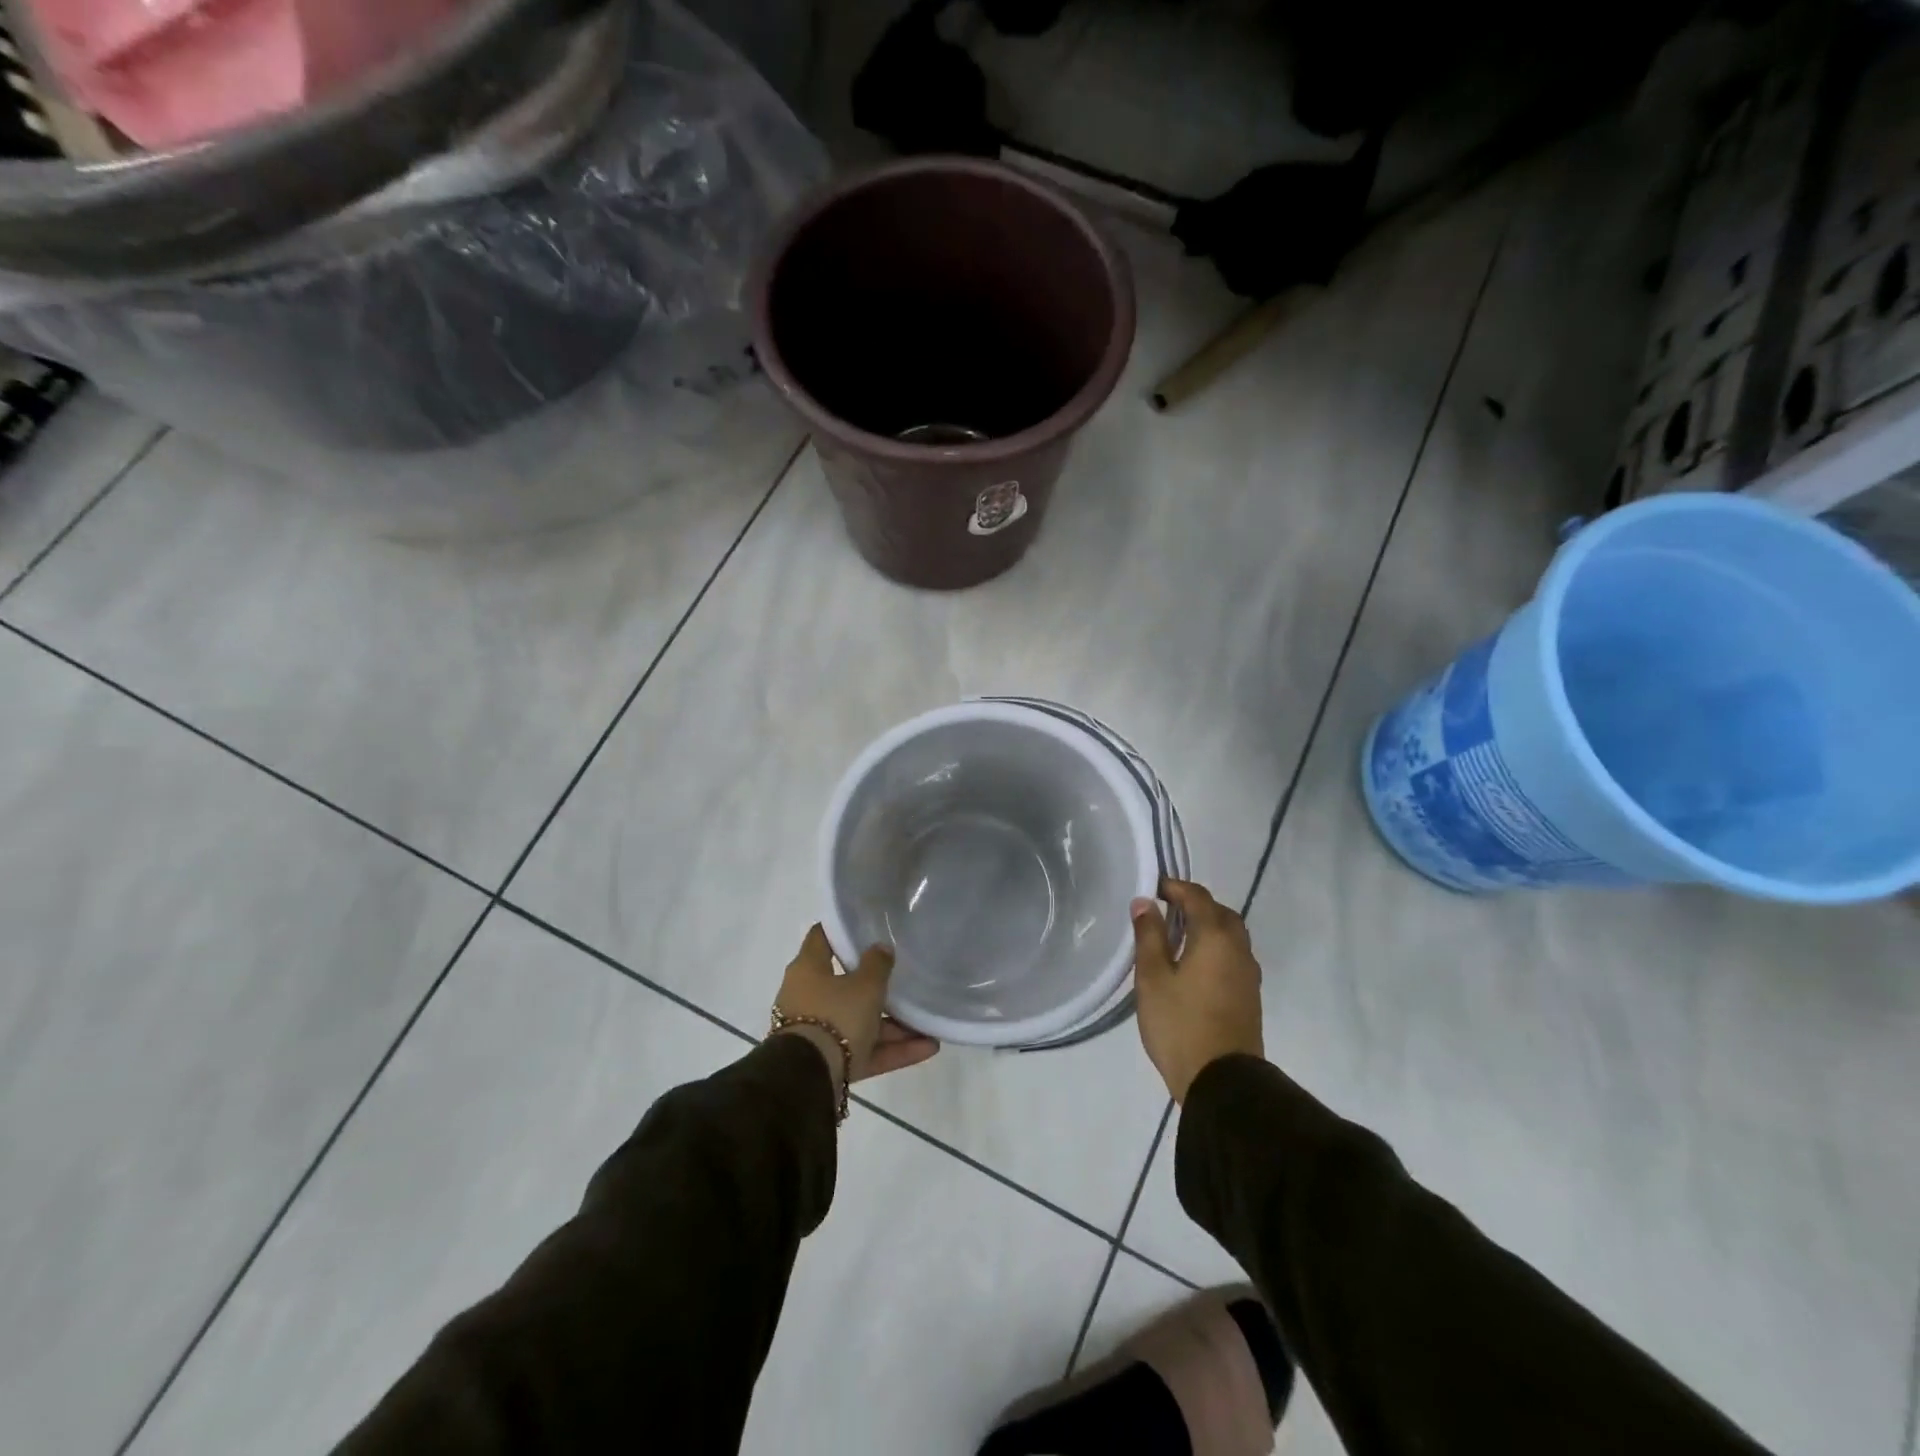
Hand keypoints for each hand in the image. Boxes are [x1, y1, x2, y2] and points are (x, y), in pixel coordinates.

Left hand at [774, 926, 939, 1093]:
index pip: (822, 938)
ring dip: (893, 1026)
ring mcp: (818, 1032)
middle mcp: (808, 997)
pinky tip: (928, 1048)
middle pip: (845, 985)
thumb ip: (877, 963)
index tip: (866, 926)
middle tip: (904, 978)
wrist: (809, 1077)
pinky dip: (893, 1050)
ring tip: (928, 1025)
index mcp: (807, 970)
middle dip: (877, 986)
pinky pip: (865, 1051)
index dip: (842, 930)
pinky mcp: (830, 1062)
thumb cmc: (835, 1014)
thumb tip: (881, 948)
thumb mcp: (865, 985)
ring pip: (859, 1022)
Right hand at [1131, 879, 1264, 1103]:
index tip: (1152, 887)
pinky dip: (1215, 948)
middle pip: (1220, 913)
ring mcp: (1248, 974)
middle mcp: (1238, 949)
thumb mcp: (1152, 978)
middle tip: (1165, 911)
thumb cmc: (1180, 1024)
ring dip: (1207, 927)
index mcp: (1216, 937)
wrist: (1222, 1082)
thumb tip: (1145, 902)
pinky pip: (1233, 956)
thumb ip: (1149, 935)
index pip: (1197, 897)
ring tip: (1176, 938)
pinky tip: (1193, 966)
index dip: (1175, 887)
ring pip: (1230, 935)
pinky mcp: (1249, 996)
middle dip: (1194, 905)